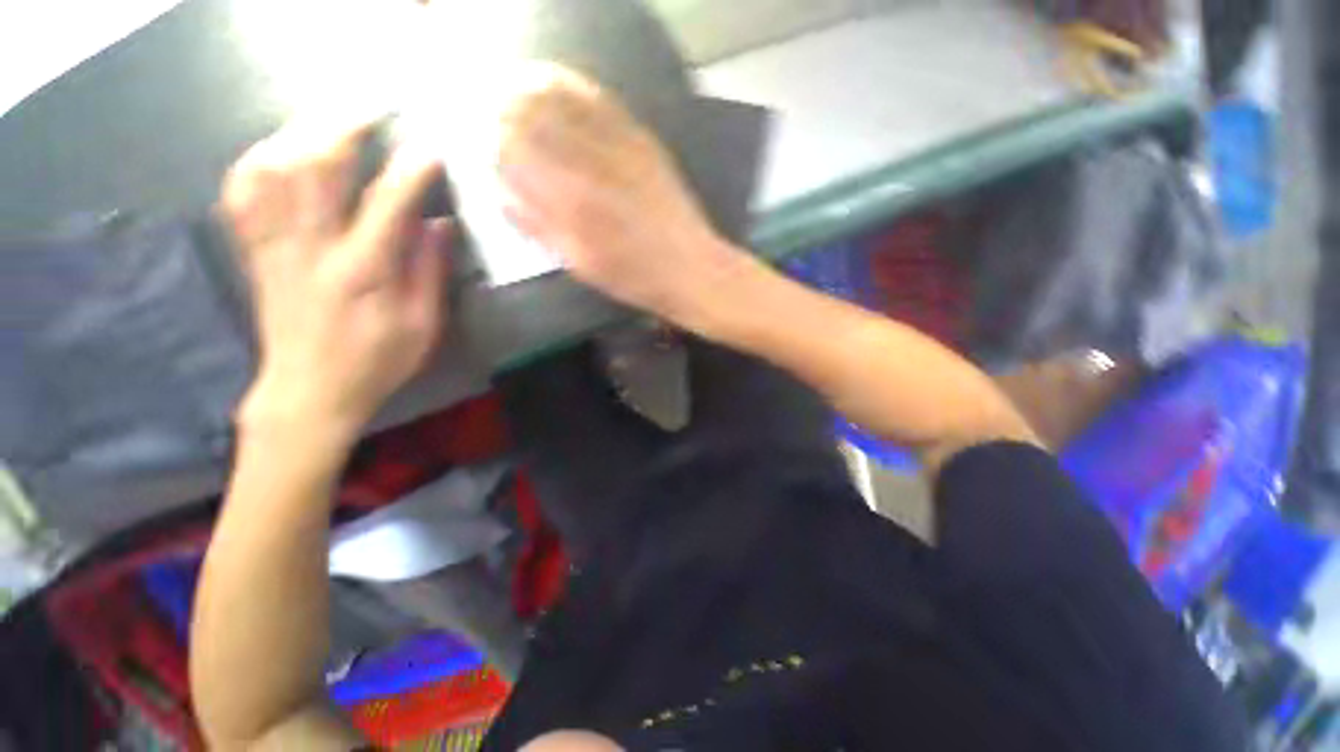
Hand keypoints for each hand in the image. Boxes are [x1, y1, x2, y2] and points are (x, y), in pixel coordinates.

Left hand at [222, 119, 450, 441]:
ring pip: (273, 171)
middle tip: (370, 111)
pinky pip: (242, 195)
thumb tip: (440, 226)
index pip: (386, 205)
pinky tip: (276, 151)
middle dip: (343, 129)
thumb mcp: (422, 327)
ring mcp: (276, 247)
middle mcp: (312, 249)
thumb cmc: (376, 362)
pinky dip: (255, 163)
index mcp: (362, 273)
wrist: (309, 391)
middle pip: (314, 169)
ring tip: (327, 120)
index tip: (430, 151)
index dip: (410, 172)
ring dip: (299, 134)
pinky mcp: (256, 253)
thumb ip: (431, 274)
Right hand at [498, 64, 743, 321]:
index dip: (491, 139)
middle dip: (504, 108)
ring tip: (516, 92)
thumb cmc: (634, 278)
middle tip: (494, 114)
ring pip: (562, 98)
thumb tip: (499, 191)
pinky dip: (572, 87)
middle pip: (531, 115)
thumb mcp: (580, 265)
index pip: (512, 150)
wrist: (690, 268)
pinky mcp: (643, 141)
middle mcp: (589, 165)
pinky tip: (558, 85)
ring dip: (531, 89)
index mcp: (569, 203)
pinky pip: (600, 101)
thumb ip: (538, 227)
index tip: (485, 141)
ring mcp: (618, 147)